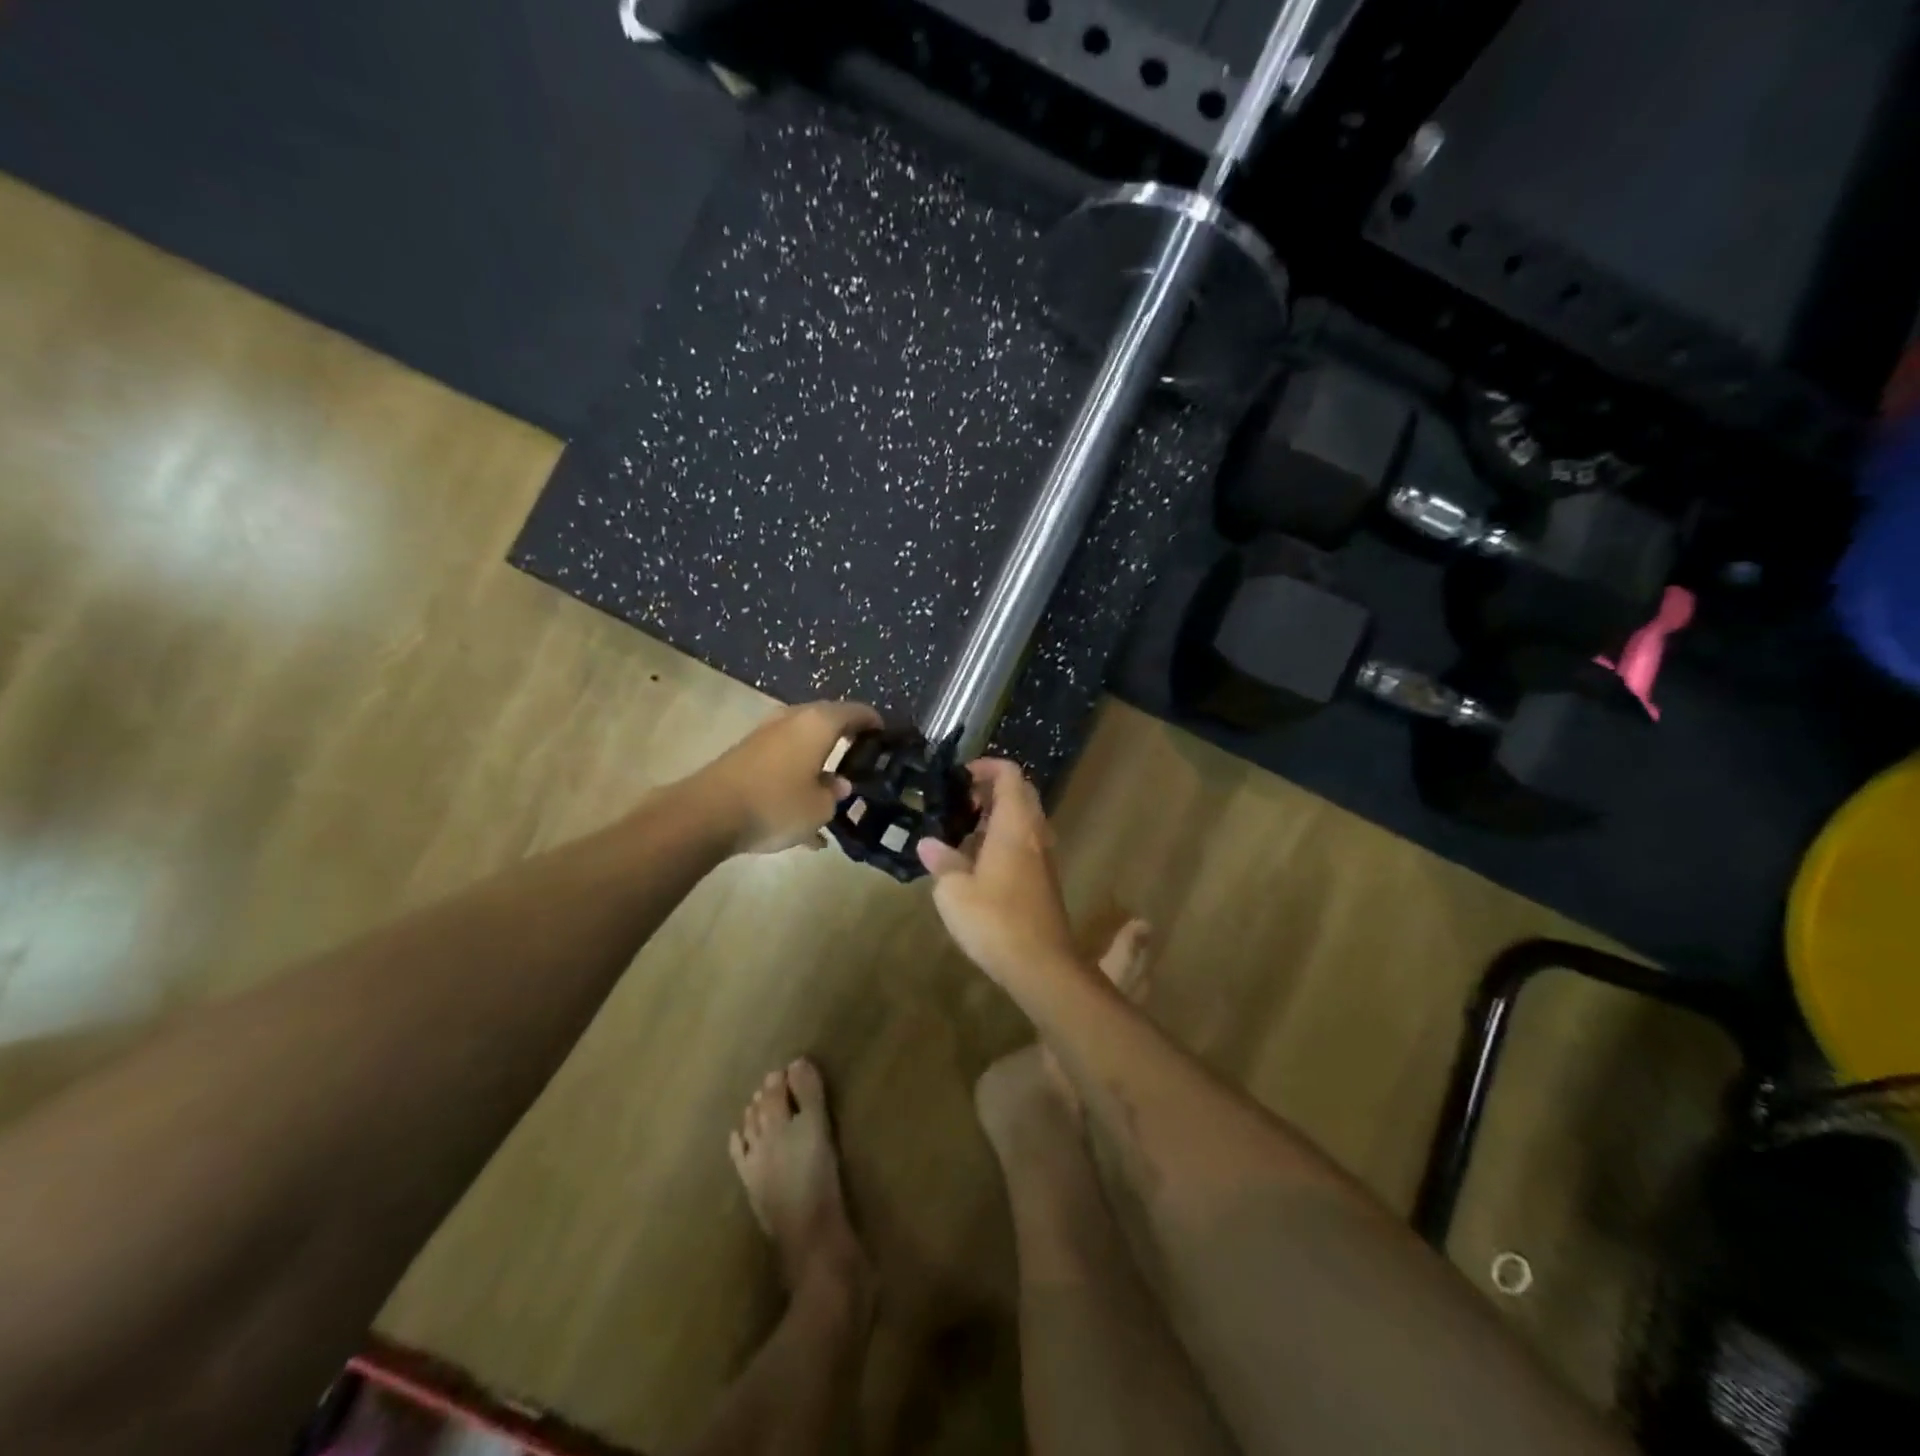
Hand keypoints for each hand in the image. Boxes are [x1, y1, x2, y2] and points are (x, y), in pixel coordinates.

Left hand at [696, 701, 881, 854]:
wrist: (707, 813)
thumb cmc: (776, 804)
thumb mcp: (819, 808)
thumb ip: (835, 793)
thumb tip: (838, 784)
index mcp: (818, 724)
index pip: (855, 711)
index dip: (873, 722)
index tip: (884, 735)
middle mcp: (792, 720)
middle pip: (826, 722)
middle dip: (844, 738)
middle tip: (860, 757)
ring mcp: (765, 736)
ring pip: (801, 743)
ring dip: (817, 761)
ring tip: (831, 791)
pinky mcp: (745, 755)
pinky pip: (781, 761)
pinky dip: (795, 779)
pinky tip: (799, 818)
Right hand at [917, 759, 1081, 985]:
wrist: (1041, 965)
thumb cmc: (994, 919)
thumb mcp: (954, 891)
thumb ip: (942, 861)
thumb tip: (928, 844)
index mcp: (1015, 825)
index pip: (1010, 775)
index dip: (987, 766)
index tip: (961, 776)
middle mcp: (1035, 833)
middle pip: (1021, 794)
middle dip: (991, 790)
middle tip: (960, 802)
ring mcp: (1044, 857)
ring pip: (1024, 820)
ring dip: (997, 817)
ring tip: (963, 832)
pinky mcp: (1044, 880)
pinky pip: (1026, 843)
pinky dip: (1004, 839)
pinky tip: (978, 863)